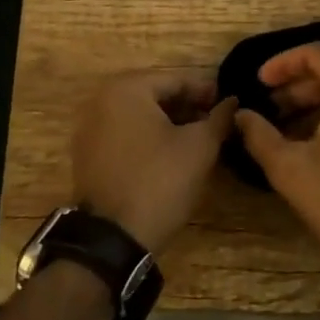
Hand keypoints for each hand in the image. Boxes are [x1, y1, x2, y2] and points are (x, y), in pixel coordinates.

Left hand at [71, 72, 235, 254]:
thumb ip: (218, 118)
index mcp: (126, 88)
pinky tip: (171, 154)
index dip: (207, 93)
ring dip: (169, 123)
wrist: (113, 239)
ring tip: (199, 139)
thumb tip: (232, 102)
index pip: (177, 80)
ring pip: (140, 116)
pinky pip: (125, 134)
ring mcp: (89, 128)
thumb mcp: (199, 147)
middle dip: (188, 108)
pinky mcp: (87, 154)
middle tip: (217, 123)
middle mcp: (101, 100)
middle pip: (156, 95)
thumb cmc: (159, 181)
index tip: (231, 106)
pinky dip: (148, 138)